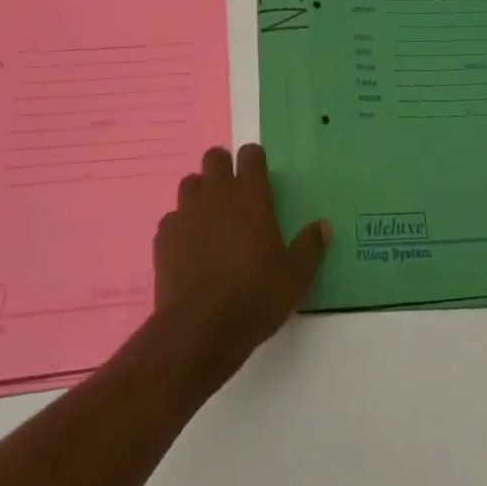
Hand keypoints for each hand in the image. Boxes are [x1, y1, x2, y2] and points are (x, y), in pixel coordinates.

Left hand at [152, 144, 329, 390]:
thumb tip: (322, 225)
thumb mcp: (295, 276)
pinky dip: (181, 226)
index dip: (255, 161)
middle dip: (223, 168)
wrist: (199, 330)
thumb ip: (309, 246)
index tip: (260, 177)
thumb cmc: (254, 297)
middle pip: (214, 157)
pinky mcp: (163, 237)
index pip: (250, 154)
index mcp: (250, 195)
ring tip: (210, 219)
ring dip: (200, 193)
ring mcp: (186, 212)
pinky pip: (172, 218)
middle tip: (234, 195)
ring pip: (190, 183)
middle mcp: (216, 193)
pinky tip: (189, 248)